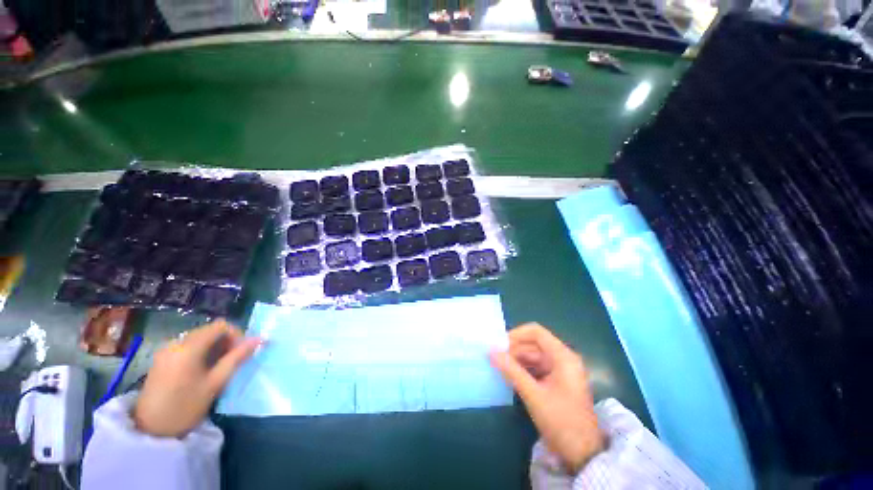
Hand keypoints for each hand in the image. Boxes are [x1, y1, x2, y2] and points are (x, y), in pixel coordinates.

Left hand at [133, 319, 260, 437]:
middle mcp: (176, 342)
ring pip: (200, 338)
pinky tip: (203, 369)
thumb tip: (260, 339)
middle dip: (226, 341)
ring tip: (219, 367)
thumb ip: (237, 358)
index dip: (237, 334)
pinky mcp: (163, 357)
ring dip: (215, 347)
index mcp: (189, 347)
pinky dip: (202, 351)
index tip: (242, 352)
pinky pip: (189, 345)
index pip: (221, 325)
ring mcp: (167, 349)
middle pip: (210, 330)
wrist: (150, 429)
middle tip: (233, 360)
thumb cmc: (186, 406)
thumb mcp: (216, 383)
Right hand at [489, 323, 603, 472]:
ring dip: (517, 359)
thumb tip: (491, 351)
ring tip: (499, 367)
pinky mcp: (557, 381)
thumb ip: (511, 370)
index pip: (536, 332)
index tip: (499, 344)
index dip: (516, 334)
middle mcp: (563, 359)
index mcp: (563, 357)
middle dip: (514, 349)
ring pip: (534, 356)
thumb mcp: (533, 394)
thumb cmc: (561, 421)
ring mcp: (561, 370)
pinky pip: (537, 368)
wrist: (583, 455)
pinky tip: (510, 376)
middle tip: (495, 357)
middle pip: (534, 344)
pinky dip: (523, 369)